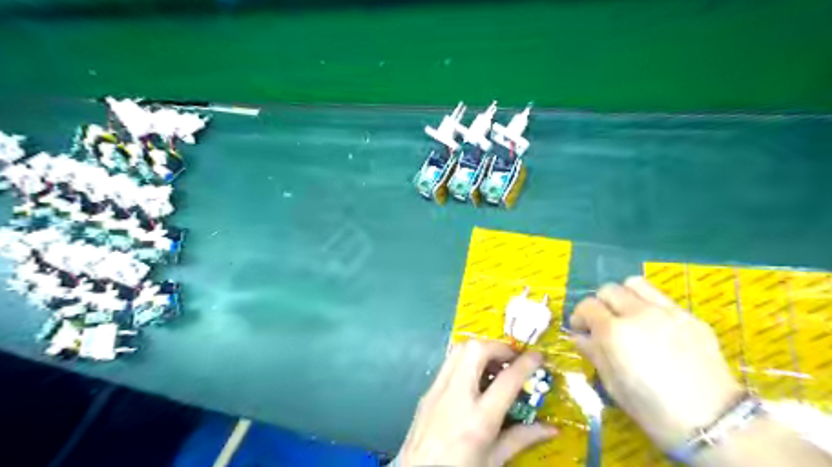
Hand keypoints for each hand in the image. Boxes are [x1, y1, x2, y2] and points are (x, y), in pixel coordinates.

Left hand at [397, 339, 557, 465]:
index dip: (526, 363)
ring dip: (480, 350)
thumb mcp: (494, 461)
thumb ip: (521, 439)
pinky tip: (475, 378)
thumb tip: (551, 429)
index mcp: (478, 420)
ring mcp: (437, 391)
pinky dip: (465, 360)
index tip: (538, 355)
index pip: (507, 380)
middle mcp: (456, 397)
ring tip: (495, 365)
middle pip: (476, 350)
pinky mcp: (427, 392)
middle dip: (498, 346)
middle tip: (512, 358)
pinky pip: (448, 364)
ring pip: (458, 350)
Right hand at [572, 277, 739, 448]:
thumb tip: (579, 336)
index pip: (587, 306)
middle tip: (602, 323)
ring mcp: (667, 311)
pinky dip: (649, 305)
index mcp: (615, 332)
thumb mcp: (612, 384)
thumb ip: (593, 352)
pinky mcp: (689, 316)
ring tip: (627, 315)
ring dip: (623, 295)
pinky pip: (661, 298)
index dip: (579, 316)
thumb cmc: (652, 409)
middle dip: (599, 303)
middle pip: (609, 290)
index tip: (581, 330)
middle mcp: (638, 313)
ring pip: (635, 284)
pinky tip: (655, 328)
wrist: (713, 422)